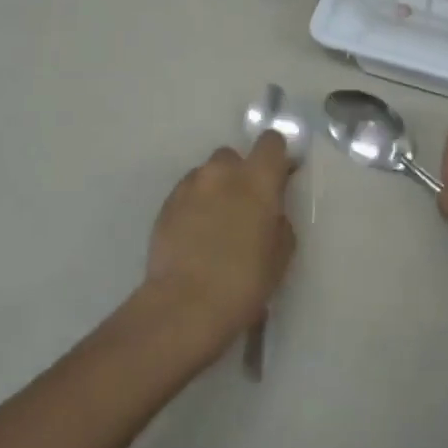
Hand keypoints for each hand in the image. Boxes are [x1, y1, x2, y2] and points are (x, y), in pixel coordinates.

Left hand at [142, 132, 295, 357]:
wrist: (185, 305)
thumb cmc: (244, 281)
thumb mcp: (280, 254)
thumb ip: (279, 221)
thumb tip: (270, 212)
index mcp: (257, 178)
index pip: (271, 141)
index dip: (276, 157)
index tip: (278, 178)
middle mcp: (222, 172)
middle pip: (233, 156)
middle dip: (239, 175)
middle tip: (244, 208)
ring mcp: (190, 185)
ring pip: (207, 175)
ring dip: (215, 190)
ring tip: (215, 225)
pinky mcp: (166, 204)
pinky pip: (187, 194)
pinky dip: (194, 206)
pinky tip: (195, 236)